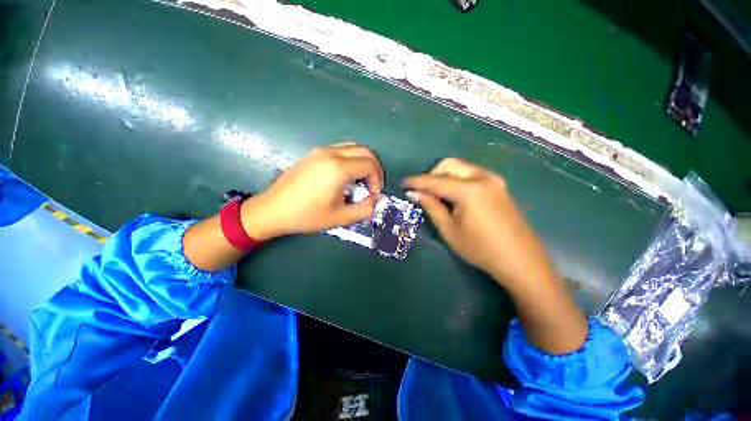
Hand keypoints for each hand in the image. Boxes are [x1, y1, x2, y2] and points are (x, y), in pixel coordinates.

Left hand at [241, 143, 382, 239]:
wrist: (273, 209)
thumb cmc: (307, 215)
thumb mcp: (340, 217)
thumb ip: (365, 209)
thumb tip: (377, 199)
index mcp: (338, 168)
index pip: (370, 165)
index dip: (377, 179)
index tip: (374, 194)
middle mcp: (331, 153)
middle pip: (364, 151)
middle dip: (375, 167)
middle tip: (373, 185)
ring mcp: (320, 150)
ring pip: (353, 147)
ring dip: (363, 161)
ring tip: (362, 180)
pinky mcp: (313, 153)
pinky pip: (341, 149)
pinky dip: (351, 159)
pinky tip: (346, 175)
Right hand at [403, 158, 554, 290]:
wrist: (520, 260)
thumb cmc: (480, 248)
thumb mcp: (449, 229)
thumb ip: (431, 206)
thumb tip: (414, 193)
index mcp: (469, 189)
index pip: (435, 181)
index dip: (417, 181)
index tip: (403, 182)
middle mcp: (482, 177)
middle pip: (449, 165)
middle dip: (432, 175)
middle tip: (422, 191)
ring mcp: (493, 180)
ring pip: (461, 168)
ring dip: (444, 177)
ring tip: (437, 195)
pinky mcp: (498, 186)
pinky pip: (471, 175)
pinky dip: (457, 181)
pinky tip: (454, 196)